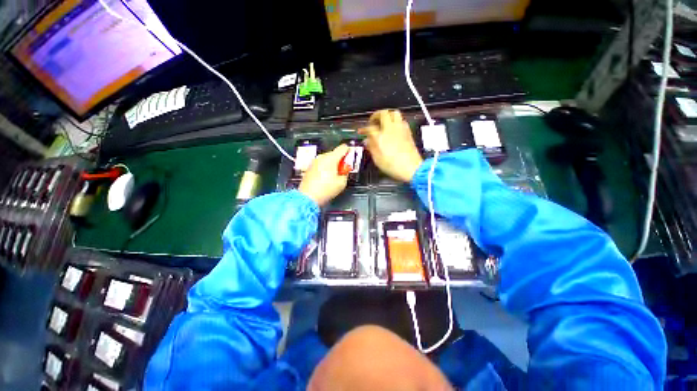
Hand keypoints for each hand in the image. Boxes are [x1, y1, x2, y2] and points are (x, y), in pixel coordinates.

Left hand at [299, 144, 349, 205]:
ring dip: (332, 164)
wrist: (308, 197)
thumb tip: (345, 171)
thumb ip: (345, 174)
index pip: (343, 148)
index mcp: (331, 158)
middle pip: (334, 153)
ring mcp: (314, 162)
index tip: (351, 156)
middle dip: (340, 160)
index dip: (349, 151)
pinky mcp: (309, 168)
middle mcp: (322, 157)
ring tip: (334, 176)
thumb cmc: (325, 190)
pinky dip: (325, 168)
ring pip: (327, 159)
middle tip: (343, 170)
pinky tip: (326, 178)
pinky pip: (320, 164)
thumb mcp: (342, 183)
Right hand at [359, 110, 422, 182]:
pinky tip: (394, 128)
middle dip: (375, 115)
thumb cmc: (394, 165)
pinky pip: (401, 120)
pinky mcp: (408, 132)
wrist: (412, 168)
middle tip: (372, 121)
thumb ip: (371, 148)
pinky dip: (396, 121)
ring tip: (383, 121)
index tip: (361, 131)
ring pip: (394, 113)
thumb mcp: (377, 159)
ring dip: (387, 115)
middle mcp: (390, 129)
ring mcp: (400, 129)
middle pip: (383, 113)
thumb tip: (367, 141)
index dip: (364, 129)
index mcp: (380, 136)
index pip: (369, 128)